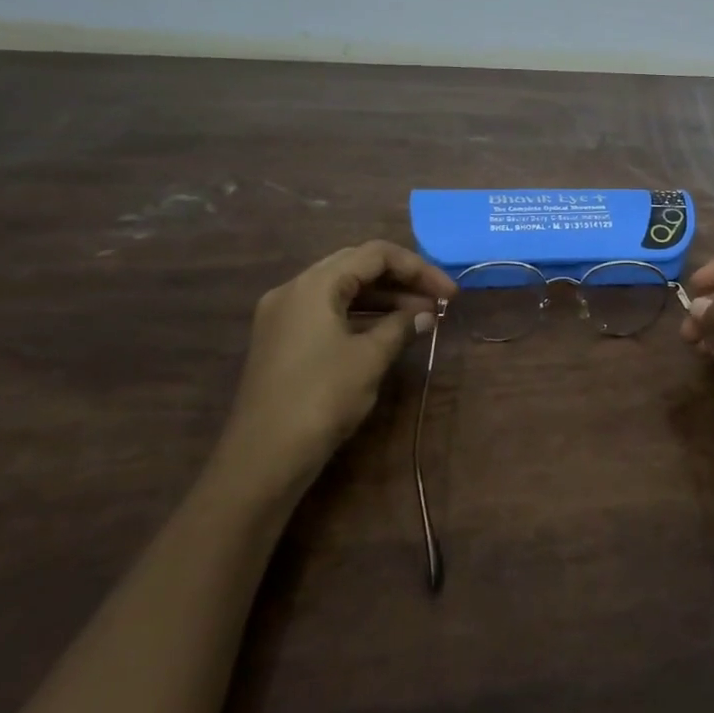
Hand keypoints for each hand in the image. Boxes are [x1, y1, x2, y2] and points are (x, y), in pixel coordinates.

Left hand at [213, 240, 456, 499]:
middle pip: (356, 265)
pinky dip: (360, 315)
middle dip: (401, 279)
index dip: (418, 268)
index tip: (450, 293)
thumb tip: (425, 314)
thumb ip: (400, 327)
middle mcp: (294, 289)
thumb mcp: (369, 359)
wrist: (263, 458)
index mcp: (314, 284)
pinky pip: (328, 312)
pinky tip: (388, 331)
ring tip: (421, 317)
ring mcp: (284, 315)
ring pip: (342, 289)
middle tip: (437, 301)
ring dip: (383, 298)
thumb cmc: (320, 399)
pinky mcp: (282, 340)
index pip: (374, 254)